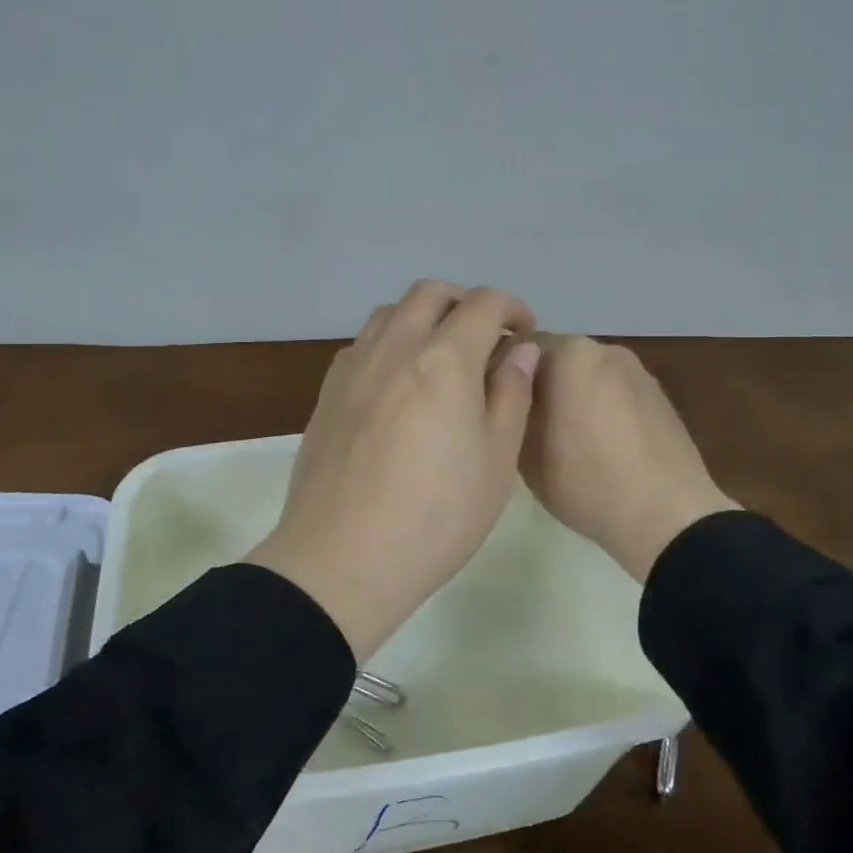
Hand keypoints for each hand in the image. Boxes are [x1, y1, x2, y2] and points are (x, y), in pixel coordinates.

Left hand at [246, 281, 541, 658]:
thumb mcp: (497, 460)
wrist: (343, 558)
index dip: (512, 308)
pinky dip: (389, 343)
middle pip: (430, 294)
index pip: (483, 303)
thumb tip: (522, 351)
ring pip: (390, 313)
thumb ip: (512, 394)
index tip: (525, 333)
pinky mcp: (328, 392)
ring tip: (441, 357)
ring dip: (423, 318)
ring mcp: (354, 367)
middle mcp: (394, 347)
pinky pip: (362, 344)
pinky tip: (398, 384)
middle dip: (465, 302)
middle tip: (485, 338)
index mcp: (444, 359)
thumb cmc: (436, 516)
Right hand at [520, 336, 737, 581]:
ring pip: (585, 375)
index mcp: (569, 352)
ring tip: (562, 439)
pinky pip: (613, 391)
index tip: (492, 406)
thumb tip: (506, 392)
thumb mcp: (523, 451)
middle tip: (524, 424)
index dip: (499, 375)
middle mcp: (604, 348)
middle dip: (536, 383)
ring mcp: (636, 370)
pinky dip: (598, 407)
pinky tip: (598, 445)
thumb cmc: (585, 480)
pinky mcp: (658, 395)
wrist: (667, 515)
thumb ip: (509, 408)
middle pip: (553, 357)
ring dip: (569, 395)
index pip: (516, 346)